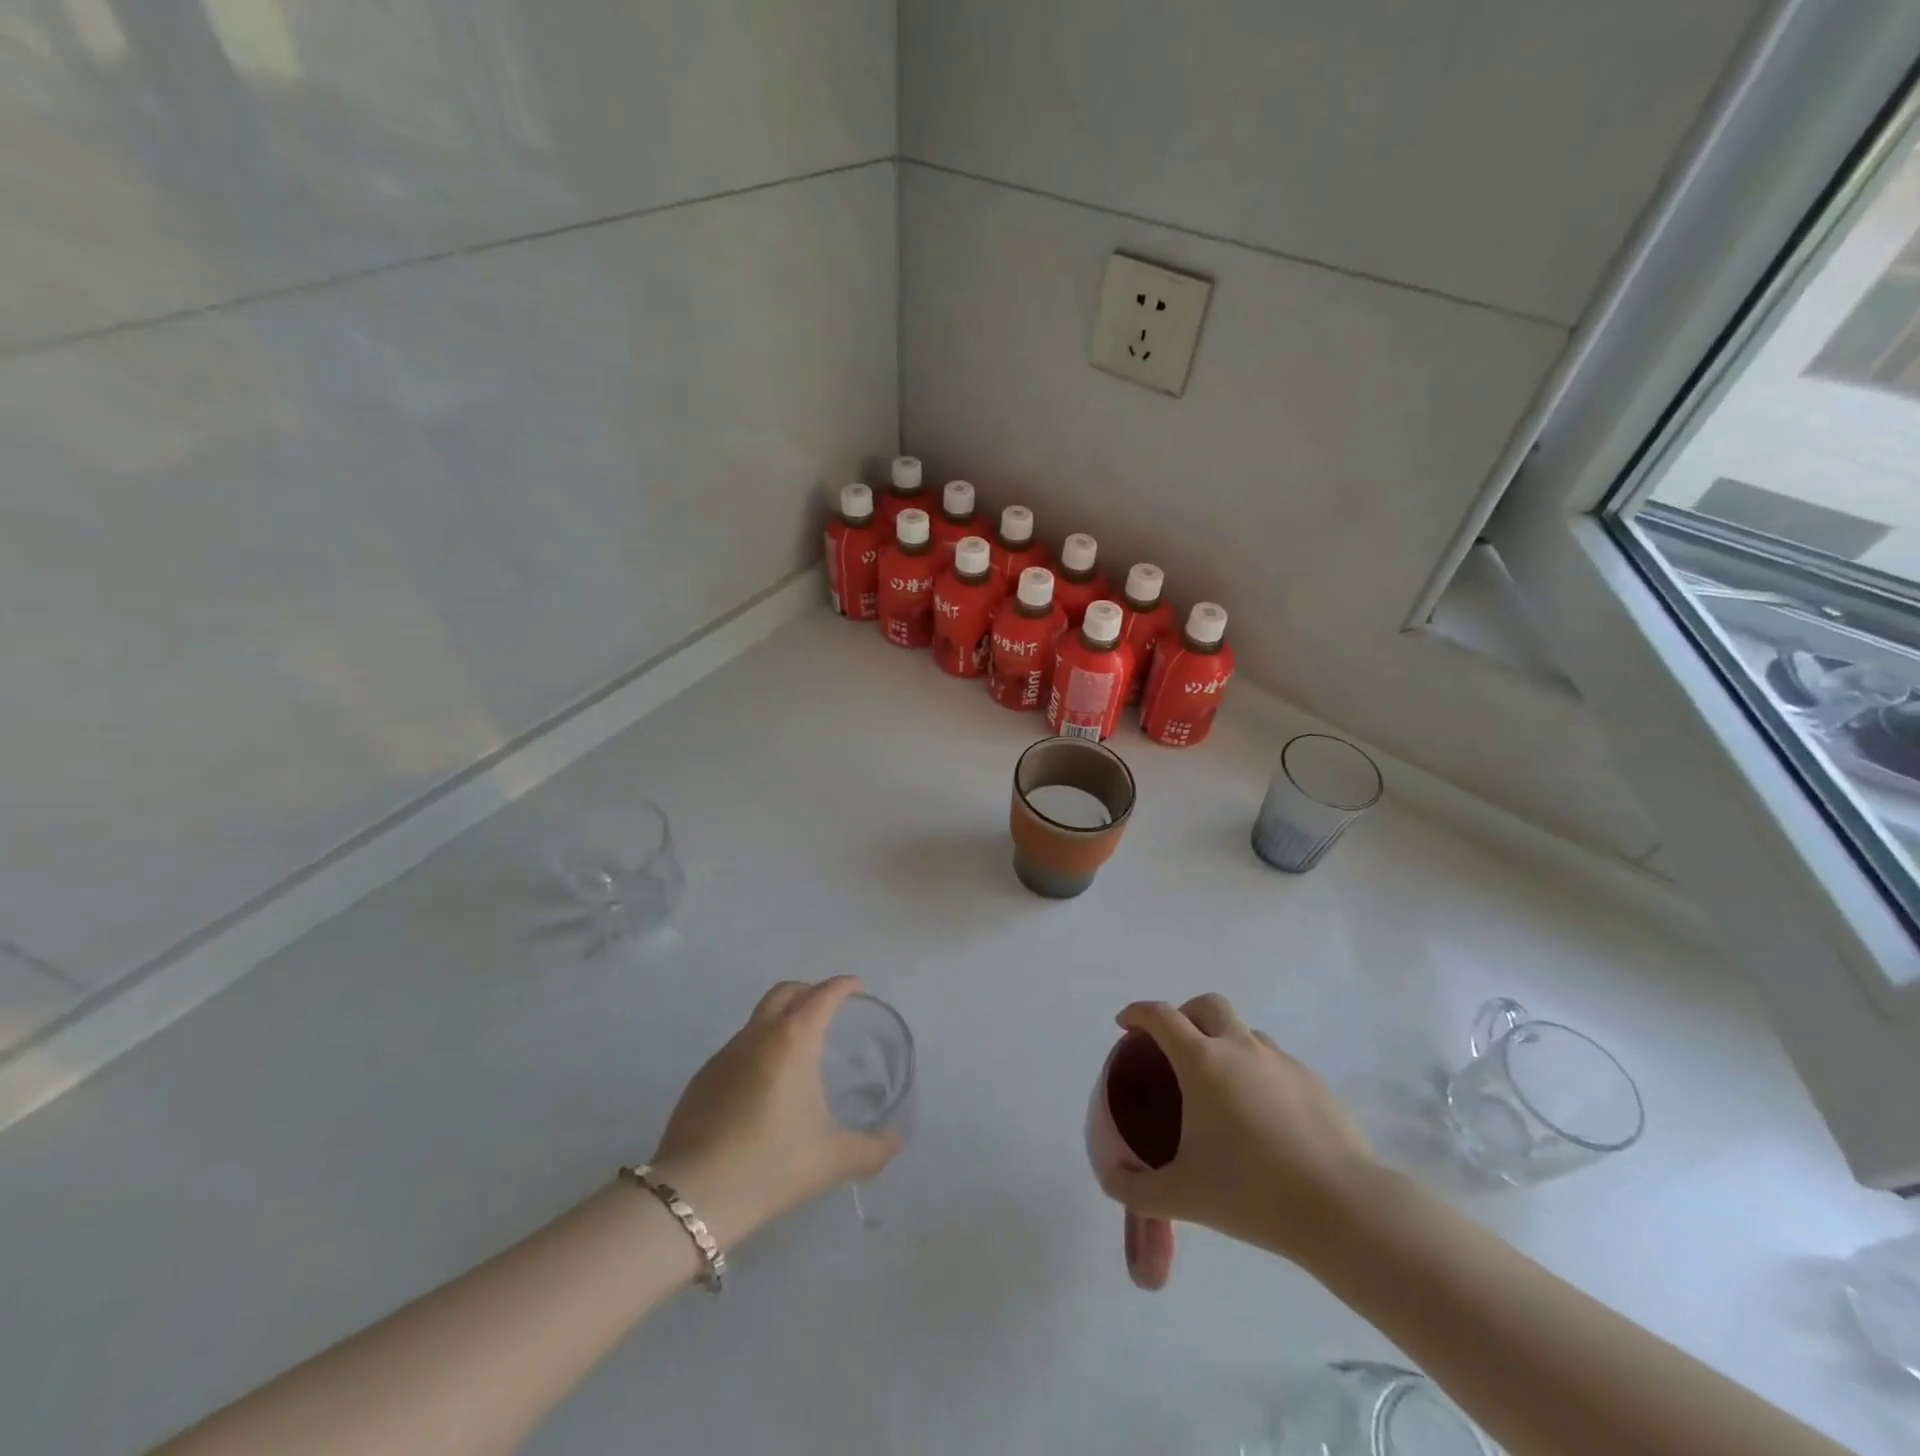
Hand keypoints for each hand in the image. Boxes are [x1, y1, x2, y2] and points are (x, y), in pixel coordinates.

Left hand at [649, 977, 899, 1247]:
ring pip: (757, 1019)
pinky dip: (757, 1050)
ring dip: (780, 1020)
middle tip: (826, 1009)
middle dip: (808, 991)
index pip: (823, 995)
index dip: (842, 986)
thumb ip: (871, 1149)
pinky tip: (762, 1087)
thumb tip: (894, 1142)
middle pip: (785, 992)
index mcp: (794, 1039)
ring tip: (797, 1052)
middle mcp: (758, 1035)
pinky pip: (737, 1049)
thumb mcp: (832, 1159)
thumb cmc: (772, 1164)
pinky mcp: (701, 1079)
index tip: (856, 987)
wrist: (694, 1196)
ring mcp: (724, 1055)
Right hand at [1094, 994, 1381, 1268]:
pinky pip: (1276, 1064)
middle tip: (1175, 1048)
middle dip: (1185, 1014)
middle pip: (1207, 1005)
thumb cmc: (1251, 1192)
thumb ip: (1136, 1189)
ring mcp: (1282, 1062)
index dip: (1137, 1013)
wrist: (1343, 1208)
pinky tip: (1264, 1118)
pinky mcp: (1315, 1083)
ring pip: (1245, 1033)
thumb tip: (1111, 1179)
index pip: (1160, 1016)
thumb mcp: (1182, 1197)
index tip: (1125, 1025)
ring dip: (1225, 1043)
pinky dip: (1259, 1074)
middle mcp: (1240, 1048)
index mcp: (1202, 1062)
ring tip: (1221, 1088)